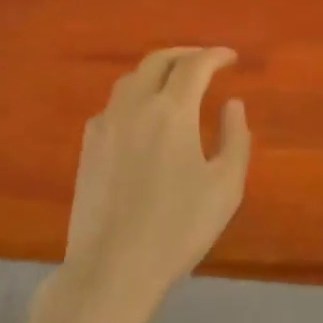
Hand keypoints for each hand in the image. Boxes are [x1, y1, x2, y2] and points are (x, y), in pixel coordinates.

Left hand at [57, 47, 251, 322]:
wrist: (113, 267)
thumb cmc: (178, 228)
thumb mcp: (225, 187)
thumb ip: (235, 138)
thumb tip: (232, 104)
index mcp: (170, 111)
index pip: (194, 66)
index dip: (215, 56)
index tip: (231, 58)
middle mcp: (134, 106)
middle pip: (157, 61)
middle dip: (184, 55)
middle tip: (205, 62)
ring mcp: (105, 124)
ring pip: (131, 80)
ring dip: (156, 71)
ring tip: (175, 82)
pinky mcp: (88, 146)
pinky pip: (113, 105)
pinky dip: (135, 96)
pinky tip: (143, 116)